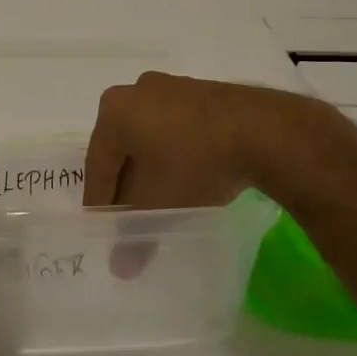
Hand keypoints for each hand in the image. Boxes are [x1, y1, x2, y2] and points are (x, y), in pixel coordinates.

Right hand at [82, 71, 356, 210]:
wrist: (260, 130)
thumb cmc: (193, 163)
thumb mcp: (159, 204)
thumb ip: (134, 235)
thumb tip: (120, 268)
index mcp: (113, 111)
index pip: (97, 163)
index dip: (98, 200)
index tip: (99, 227)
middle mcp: (135, 91)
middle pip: (121, 146)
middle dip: (124, 182)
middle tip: (126, 214)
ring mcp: (171, 88)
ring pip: (149, 136)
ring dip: (150, 167)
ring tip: (159, 199)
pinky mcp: (202, 93)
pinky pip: (175, 127)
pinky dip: (174, 153)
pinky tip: (186, 176)